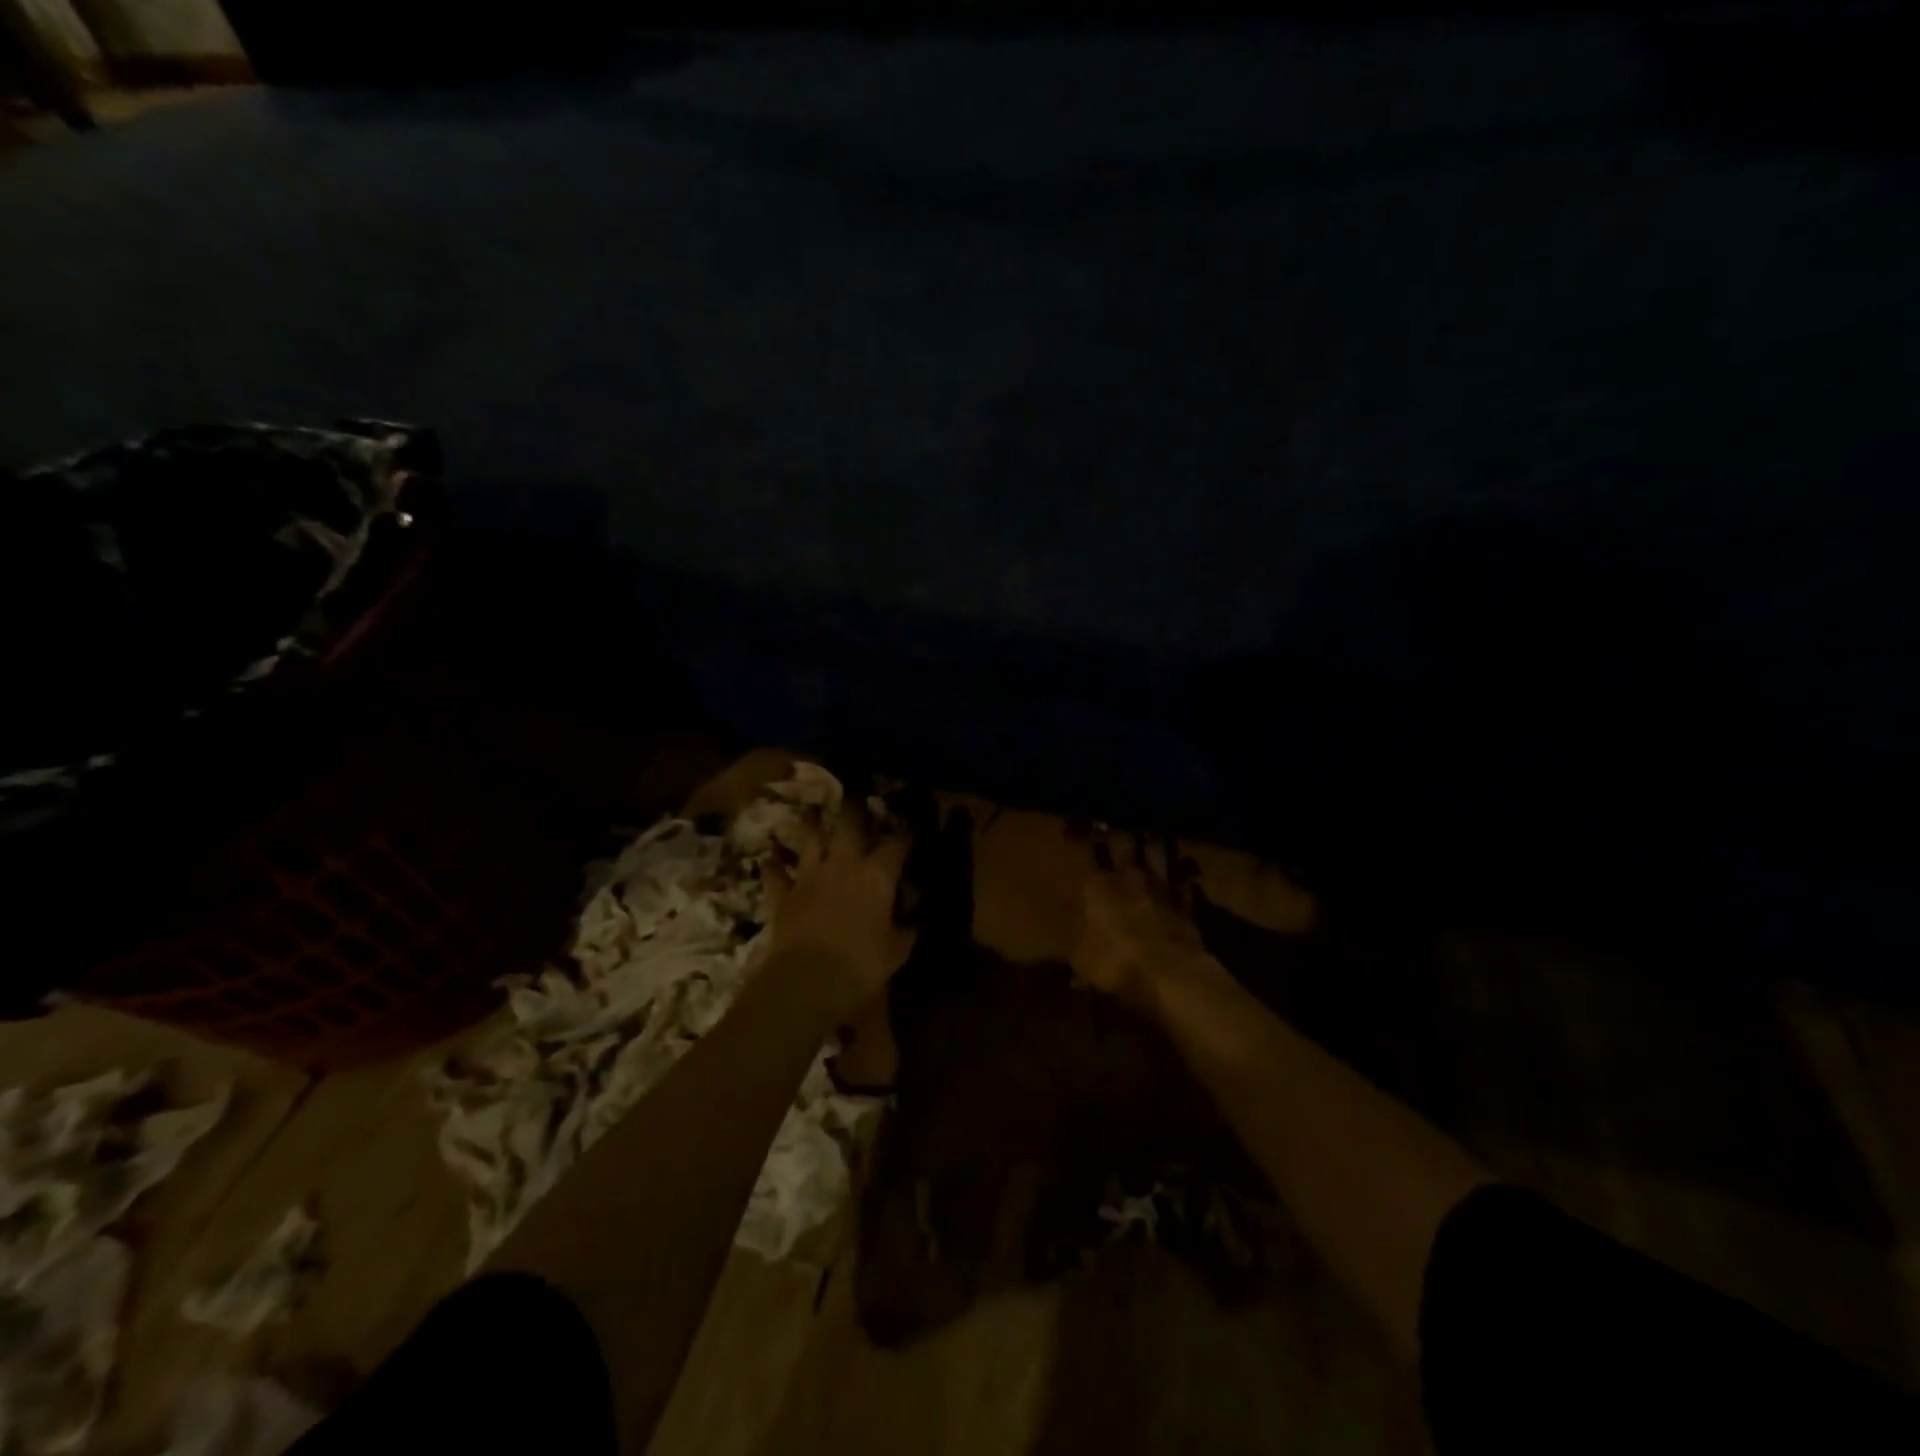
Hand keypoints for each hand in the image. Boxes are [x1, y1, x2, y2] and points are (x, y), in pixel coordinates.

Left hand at [767, 816, 915, 1015]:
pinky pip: (775, 873)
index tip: (911, 829)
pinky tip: (770, 856)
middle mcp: (844, 865)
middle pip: (849, 824)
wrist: (807, 980)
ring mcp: (809, 876)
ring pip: (809, 839)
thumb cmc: (862, 965)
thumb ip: (907, 928)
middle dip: (855, 809)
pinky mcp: (783, 894)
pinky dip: (774, 864)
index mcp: (877, 876)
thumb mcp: (896, 951)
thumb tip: (915, 919)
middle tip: (857, 800)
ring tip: (811, 813)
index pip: (896, 844)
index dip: (905, 834)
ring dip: (811, 826)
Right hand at [1071, 831, 1211, 1010]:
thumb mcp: (1083, 963)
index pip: (1088, 851)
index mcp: (1098, 885)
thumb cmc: (1116, 964)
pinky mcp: (1186, 901)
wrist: (1170, 973)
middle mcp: (1128, 876)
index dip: (1083, 836)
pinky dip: (1182, 874)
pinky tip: (1182, 872)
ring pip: (1157, 851)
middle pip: (1123, 841)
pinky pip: (1184, 879)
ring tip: (1150, 836)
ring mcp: (1161, 886)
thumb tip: (1072, 972)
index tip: (1078, 827)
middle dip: (1117, 832)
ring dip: (1153, 843)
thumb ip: (1078, 955)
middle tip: (1114, 826)